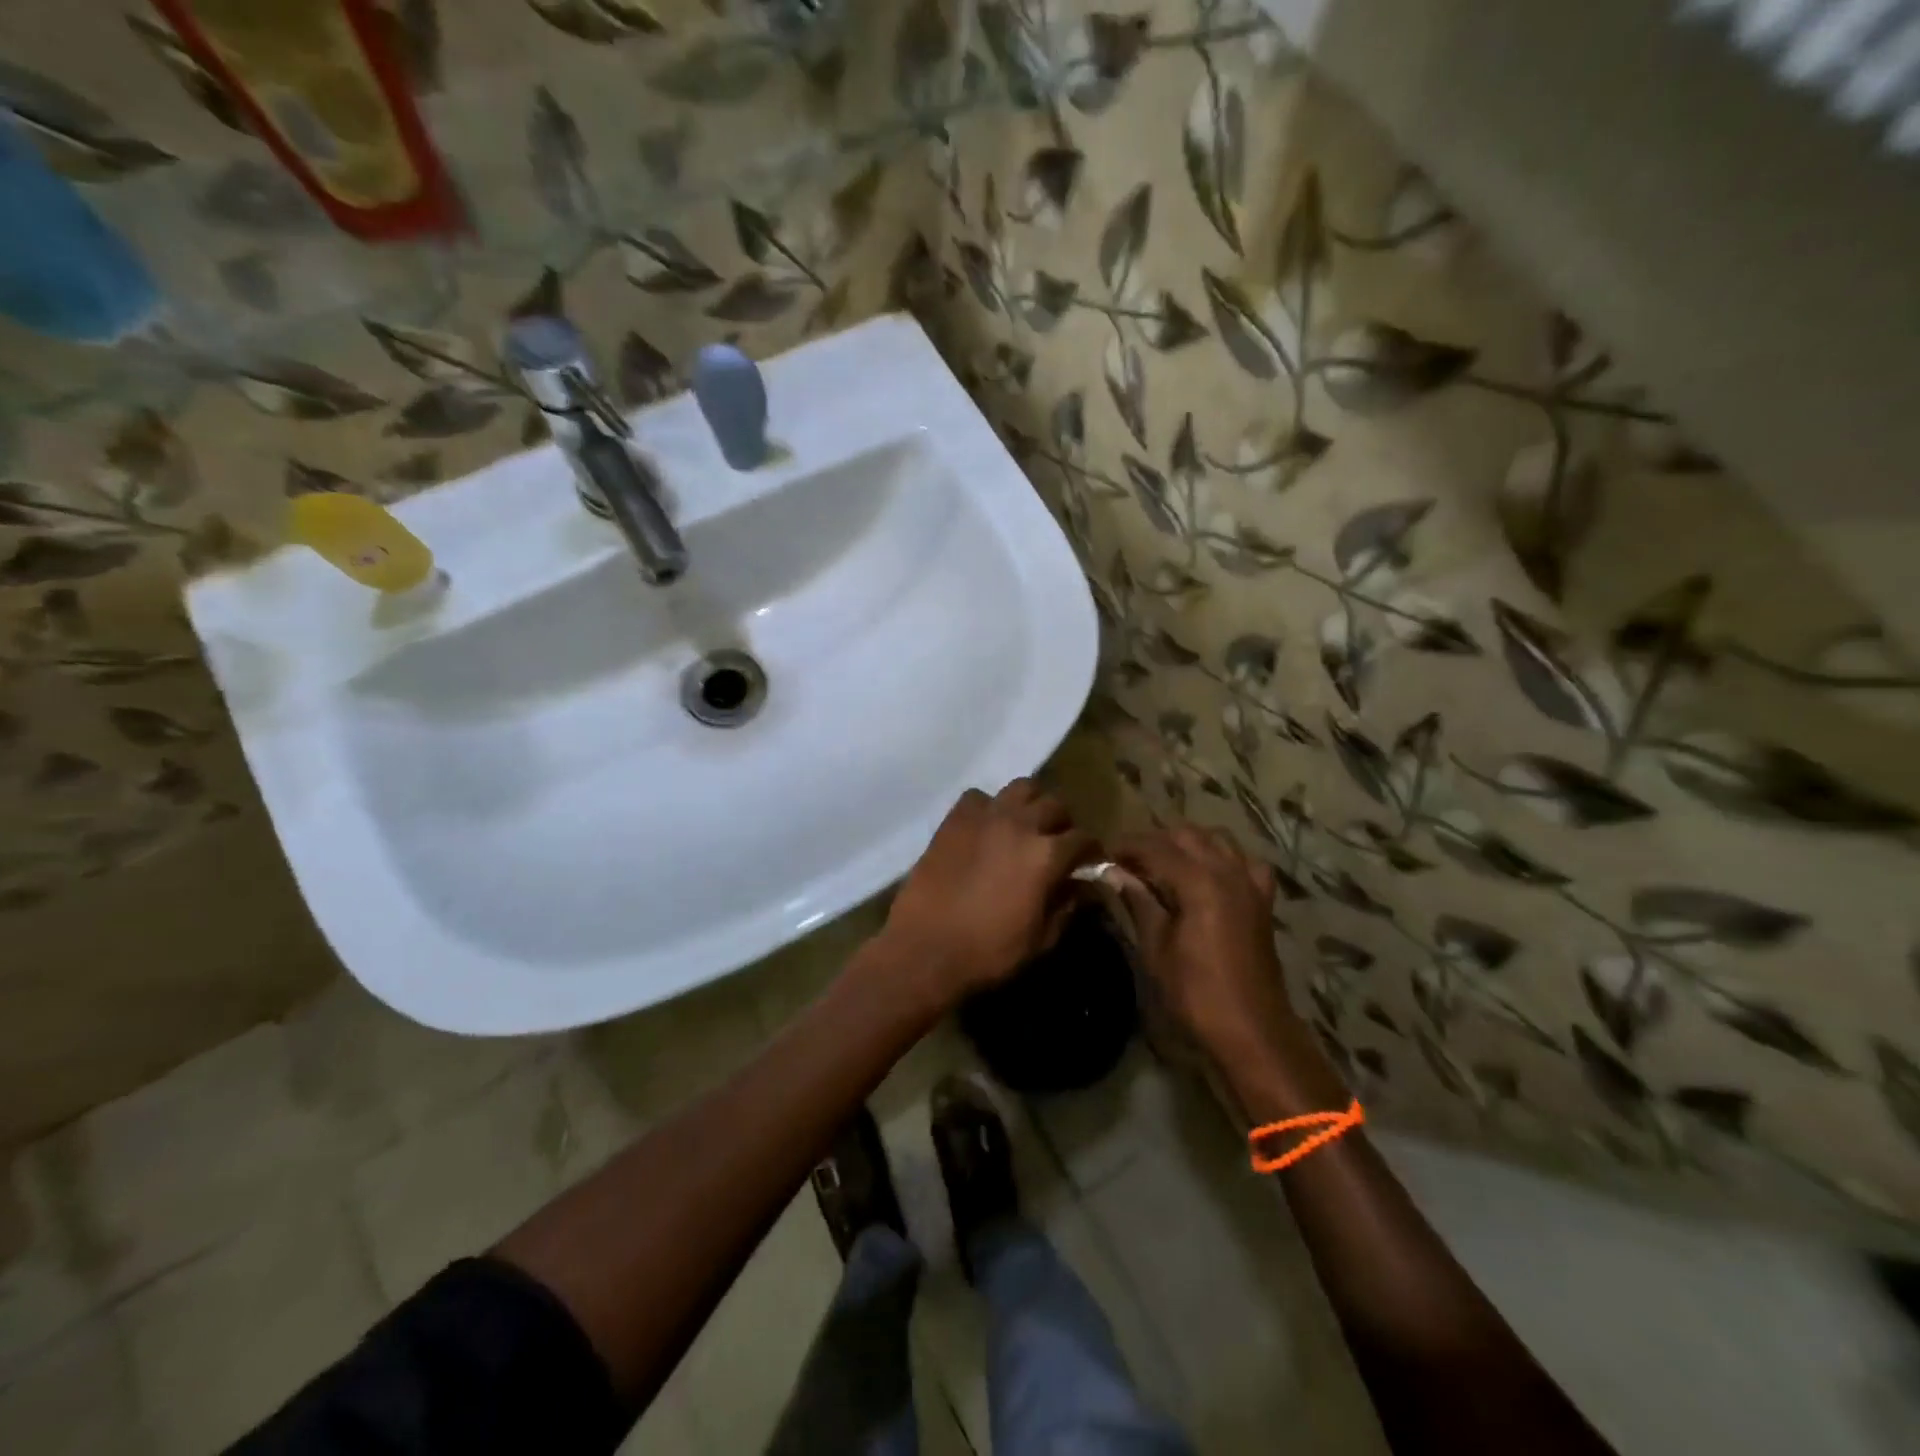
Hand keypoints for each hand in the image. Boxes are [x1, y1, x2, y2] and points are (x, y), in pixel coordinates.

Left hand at [881, 779, 1092, 1003]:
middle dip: (1063, 823)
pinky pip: (979, 797)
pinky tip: (986, 828)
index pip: (1084, 839)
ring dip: (1030, 804)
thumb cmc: (988, 952)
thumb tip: (1081, 886)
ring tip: (1025, 825)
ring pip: (1021, 788)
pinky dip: (989, 807)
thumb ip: (1066, 906)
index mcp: (1046, 855)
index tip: (1090, 862)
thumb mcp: (1040, 939)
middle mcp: (1020, 824)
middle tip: (1057, 843)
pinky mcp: (954, 818)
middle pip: (1055, 805)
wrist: (926, 948)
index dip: (1092, 852)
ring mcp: (985, 816)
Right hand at [1112, 826, 1300, 1062]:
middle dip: (1154, 841)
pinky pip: (1245, 862)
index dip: (1126, 846)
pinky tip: (1209, 874)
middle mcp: (1228, 871)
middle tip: (1128, 862)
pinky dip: (1224, 858)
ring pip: (1217, 840)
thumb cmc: (1195, 992)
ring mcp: (1250, 884)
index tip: (1103, 854)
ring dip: (1187, 844)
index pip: (1155, 846)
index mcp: (1199, 882)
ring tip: (1162, 863)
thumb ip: (1138, 901)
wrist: (1251, 1030)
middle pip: (1186, 835)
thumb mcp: (1156, 947)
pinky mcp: (1262, 900)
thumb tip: (1112, 872)